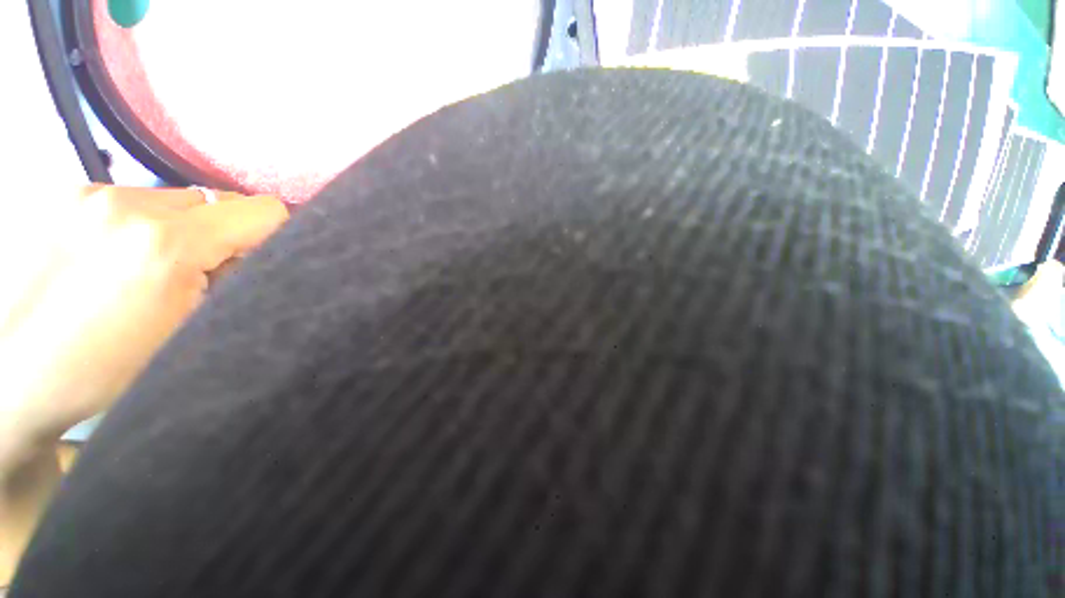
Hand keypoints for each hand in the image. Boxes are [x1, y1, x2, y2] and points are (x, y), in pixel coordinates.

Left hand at [0, 185, 286, 583]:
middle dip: (219, 236)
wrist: (13, 373)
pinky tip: (114, 259)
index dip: (275, 235)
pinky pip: (135, 201)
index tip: (255, 264)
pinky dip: (143, 225)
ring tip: (146, 271)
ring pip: (174, 200)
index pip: (263, 211)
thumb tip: (251, 256)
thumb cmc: (106, 368)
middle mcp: (127, 203)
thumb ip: (233, 283)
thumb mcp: (191, 334)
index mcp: (165, 245)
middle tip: (195, 277)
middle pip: (215, 202)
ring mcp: (90, 194)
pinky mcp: (67, 195)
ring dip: (179, 230)